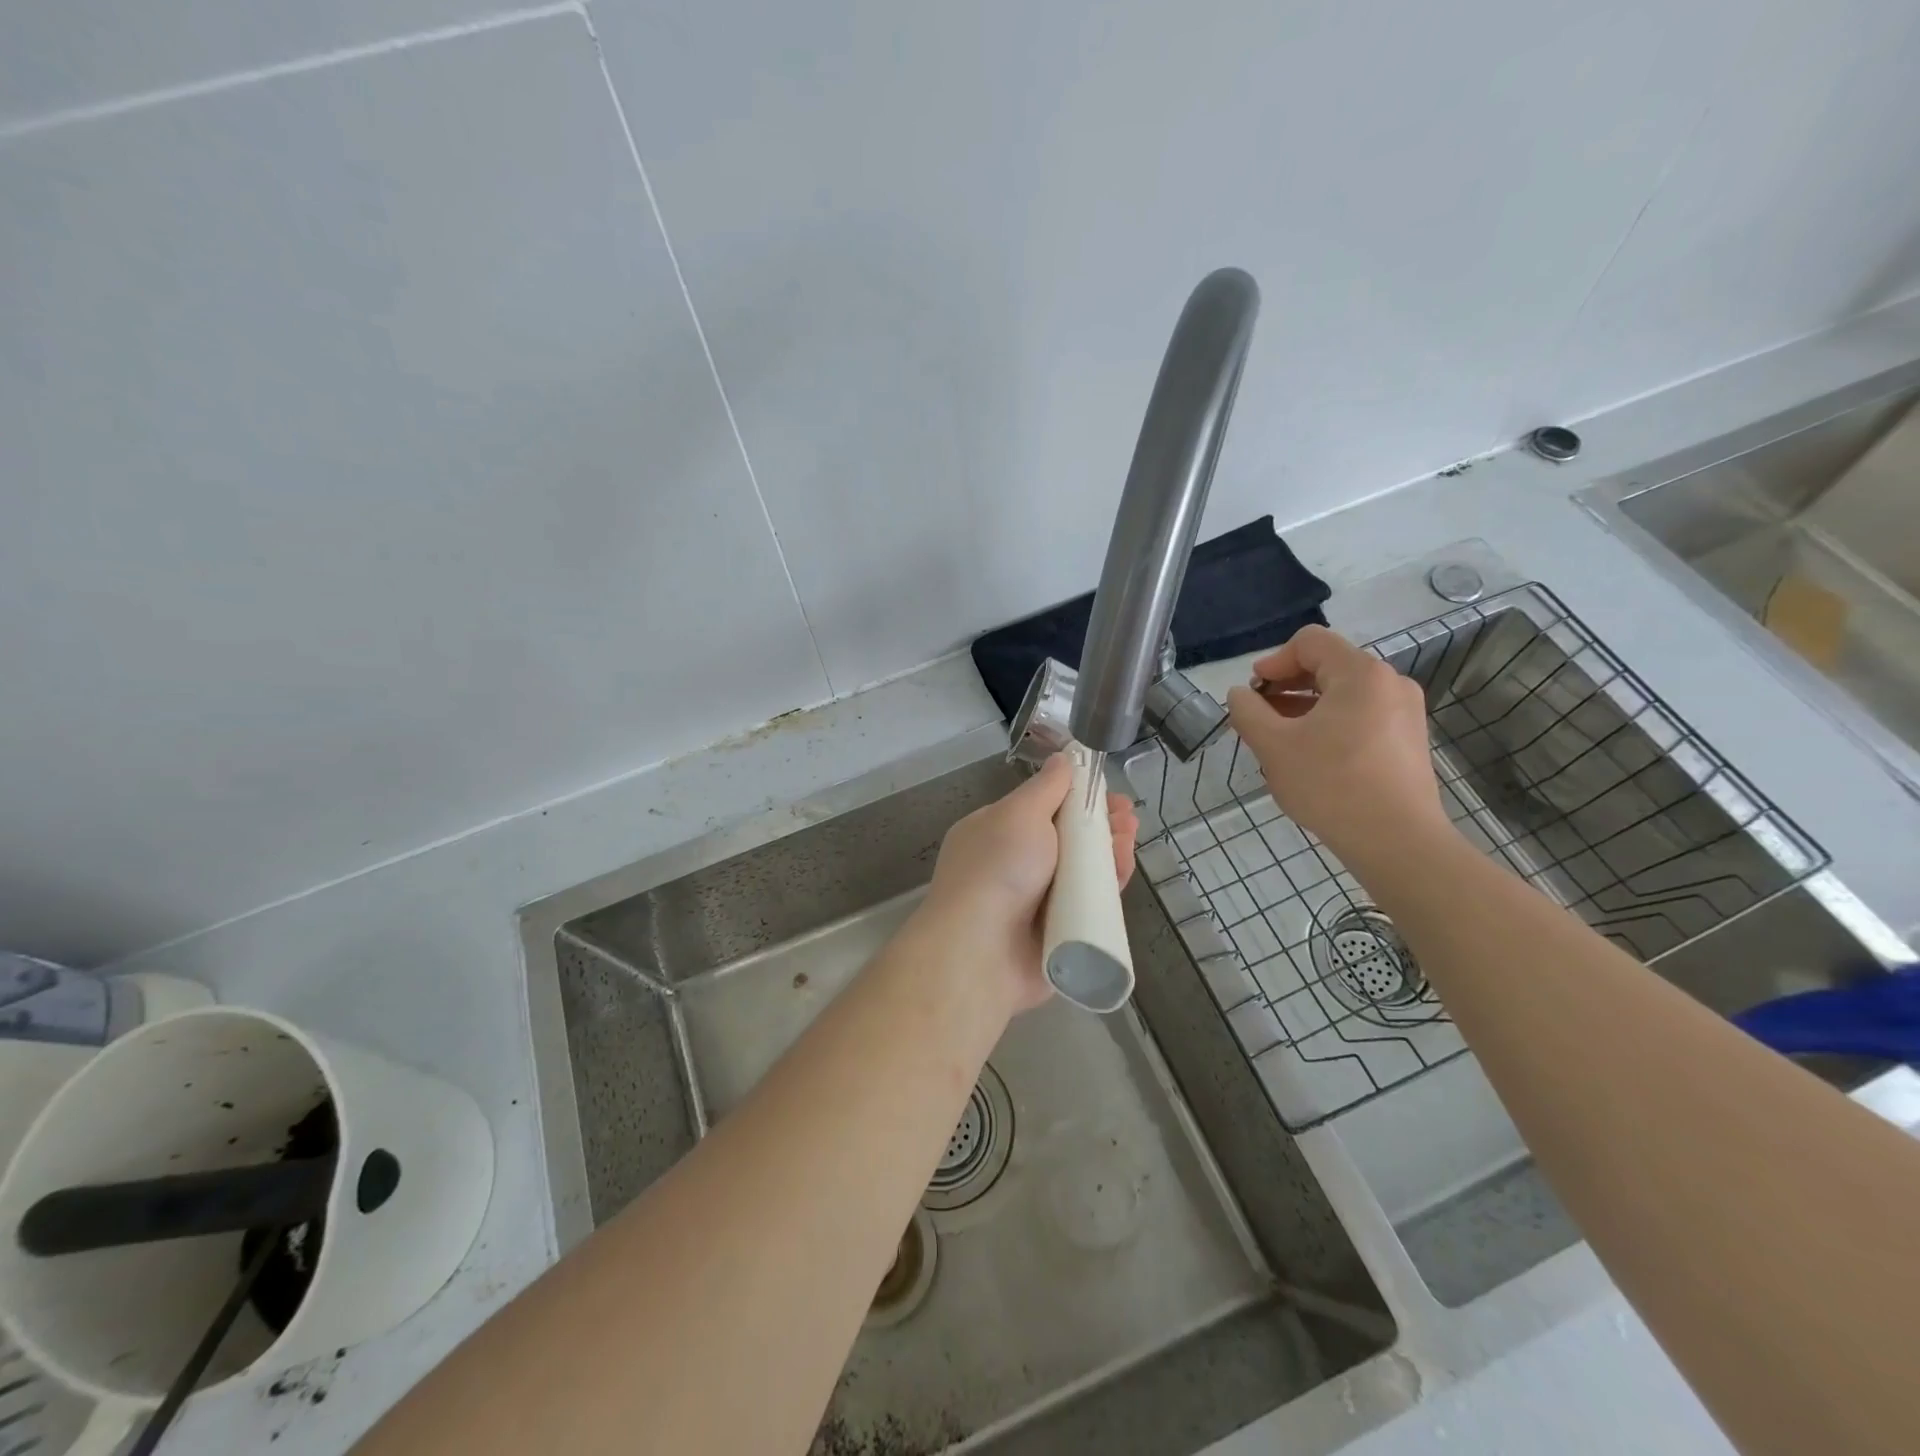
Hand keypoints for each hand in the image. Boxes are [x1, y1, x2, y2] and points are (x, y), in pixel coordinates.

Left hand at [917, 755, 1137, 1013]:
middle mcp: (1014, 865)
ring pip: (1082, 871)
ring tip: (1130, 838)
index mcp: (996, 832)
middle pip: (1067, 839)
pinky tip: (1123, 870)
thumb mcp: (1020, 814)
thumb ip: (1046, 787)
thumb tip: (1062, 758)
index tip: (1106, 789)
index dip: (1076, 796)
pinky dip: (1107, 887)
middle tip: (1129, 817)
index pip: (1042, 808)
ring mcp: (1035, 901)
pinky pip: (1088, 905)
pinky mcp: (1057, 933)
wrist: (981, 951)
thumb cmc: (997, 869)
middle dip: (1100, 823)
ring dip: (1108, 852)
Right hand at [1224, 625, 1451, 872]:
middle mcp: (1389, 683)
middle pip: (1327, 666)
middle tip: (1259, 720)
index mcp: (1360, 674)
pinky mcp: (1408, 741)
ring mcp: (1404, 713)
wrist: (1397, 841)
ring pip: (1343, 695)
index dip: (1273, 661)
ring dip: (1304, 709)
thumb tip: (1240, 694)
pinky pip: (1360, 717)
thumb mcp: (1273, 746)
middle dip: (1286, 688)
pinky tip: (1311, 759)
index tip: (1253, 694)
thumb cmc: (1331, 785)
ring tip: (1279, 743)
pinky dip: (1330, 725)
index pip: (1310, 642)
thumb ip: (1248, 712)